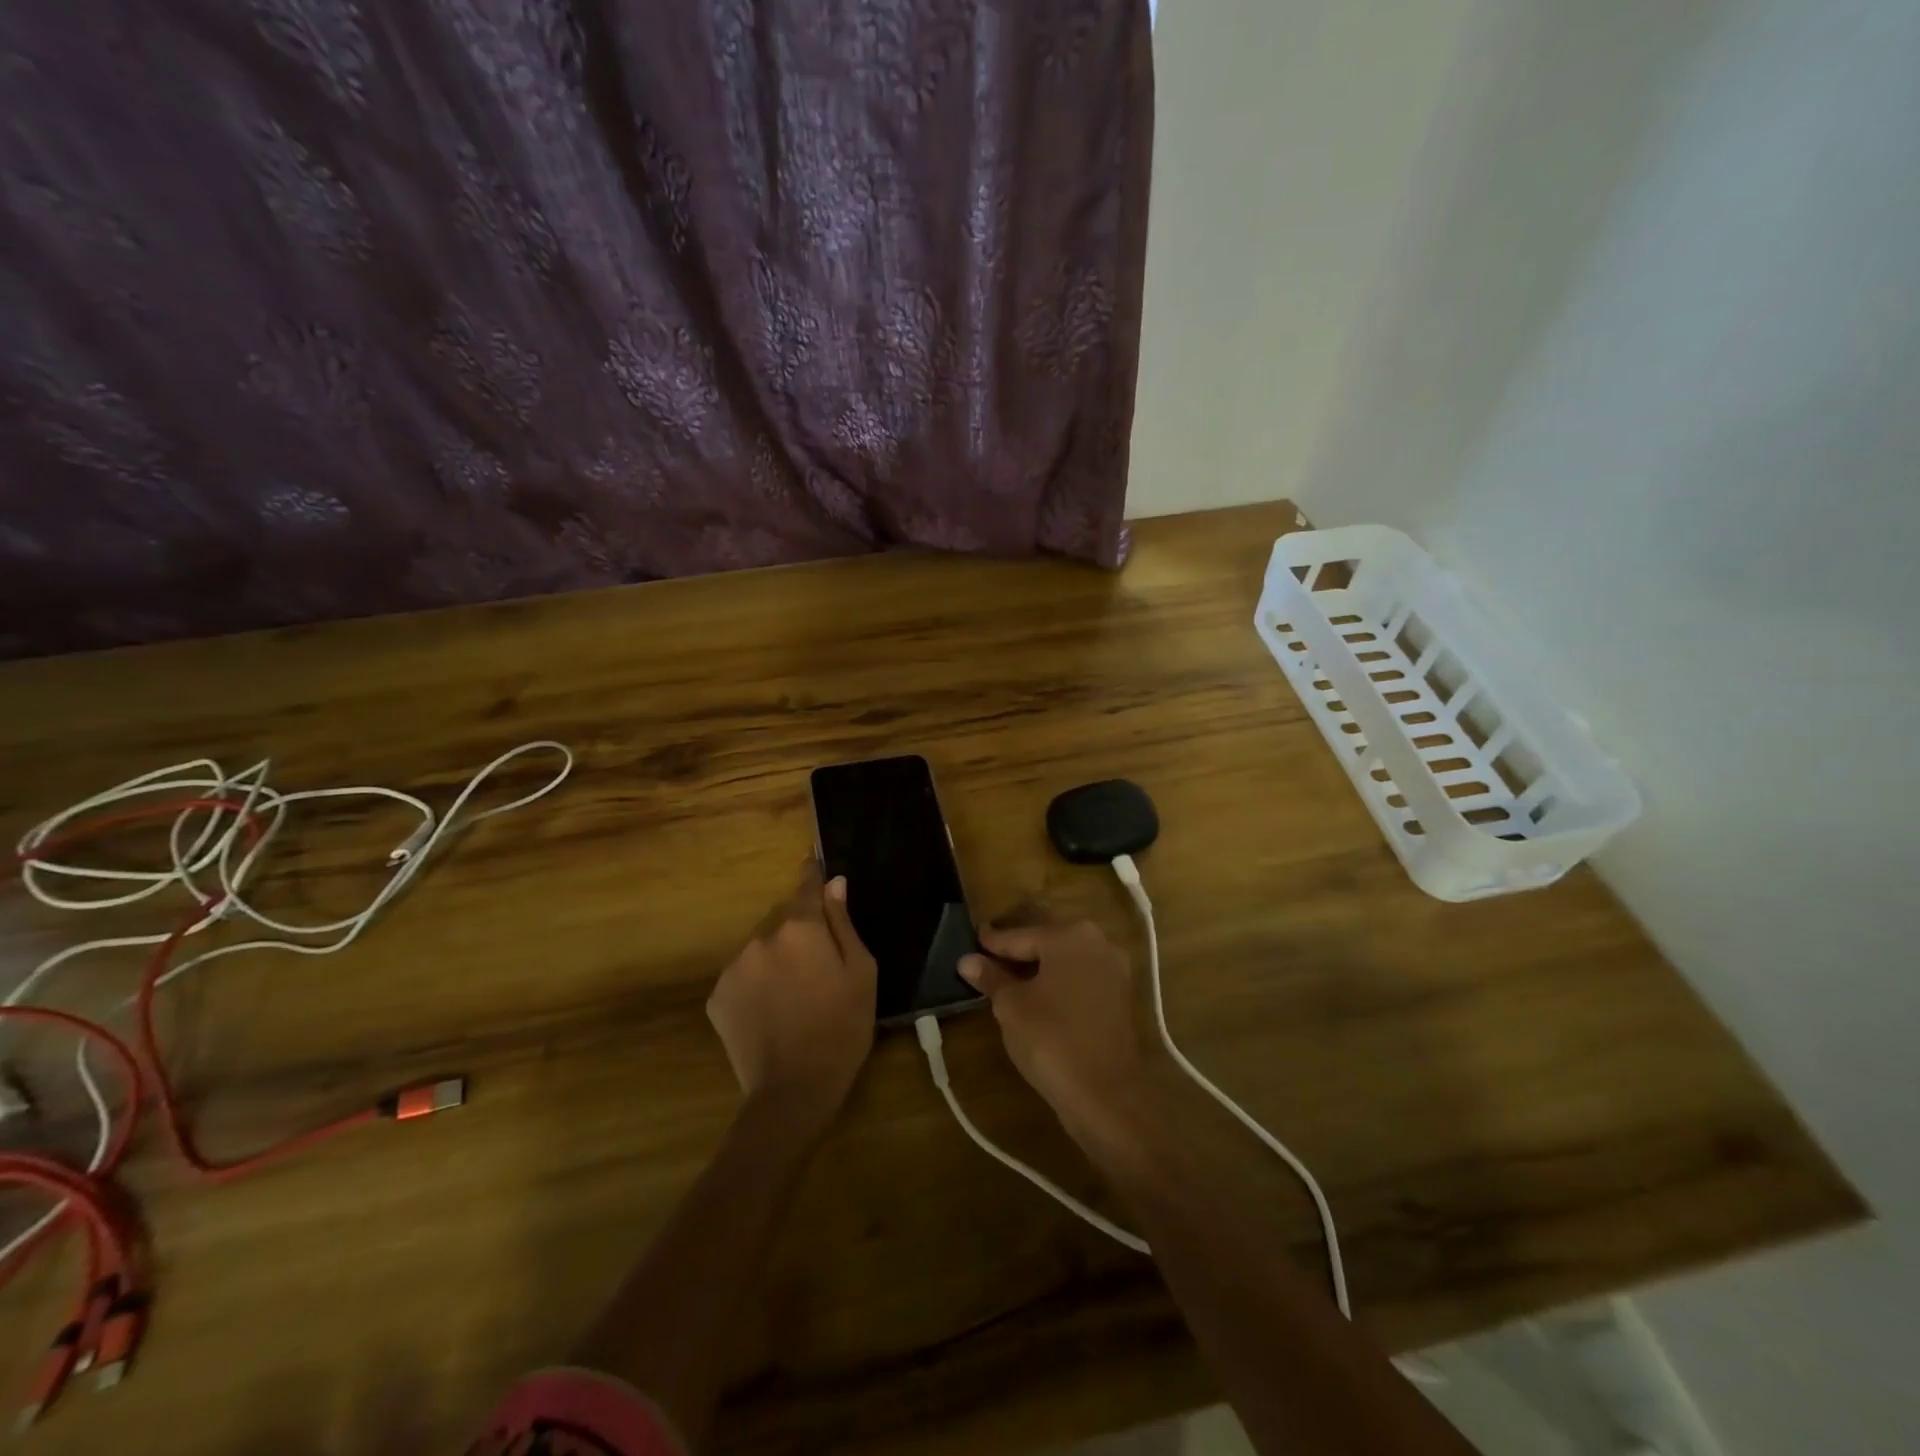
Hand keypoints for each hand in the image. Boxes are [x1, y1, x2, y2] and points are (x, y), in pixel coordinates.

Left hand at [707, 862, 875, 1126]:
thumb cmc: (842, 1028)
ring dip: (776, 959)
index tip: (813, 861)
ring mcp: (734, 967)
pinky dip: (756, 984)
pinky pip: (743, 976)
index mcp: (800, 929)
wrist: (794, 1089)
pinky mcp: (717, 996)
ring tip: (794, 996)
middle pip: (784, 922)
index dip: (812, 874)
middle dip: (799, 934)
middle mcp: (761, 937)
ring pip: (761, 949)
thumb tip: (834, 882)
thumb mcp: (861, 972)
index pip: (806, 887)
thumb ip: (843, 923)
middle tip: (818, 968)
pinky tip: (771, 1012)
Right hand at [959, 918, 1148, 1150]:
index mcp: (1069, 935)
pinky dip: (1059, 982)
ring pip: (1065, 959)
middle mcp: (1097, 942)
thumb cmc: (1052, 1040)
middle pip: (1046, 940)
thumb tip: (967, 961)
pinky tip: (1038, 995)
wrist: (1108, 1095)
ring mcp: (1114, 969)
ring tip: (1008, 977)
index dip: (992, 941)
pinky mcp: (1121, 996)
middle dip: (1018, 948)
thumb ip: (991, 978)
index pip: (1020, 934)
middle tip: (987, 956)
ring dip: (1039, 966)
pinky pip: (1081, 978)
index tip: (972, 939)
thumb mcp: (1011, 1007)